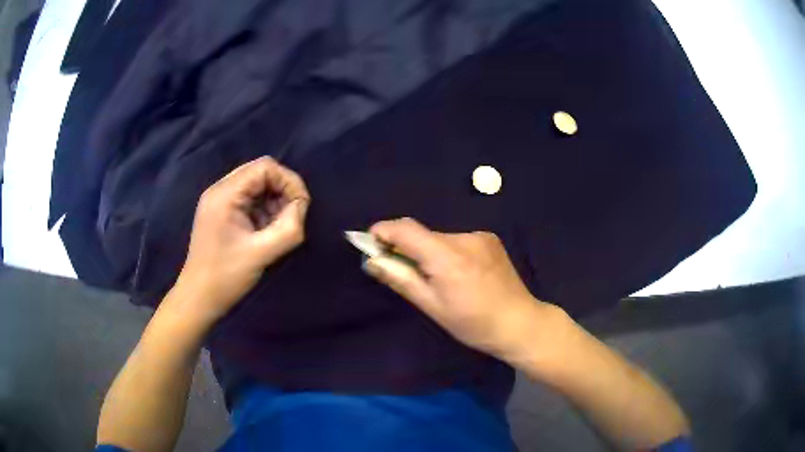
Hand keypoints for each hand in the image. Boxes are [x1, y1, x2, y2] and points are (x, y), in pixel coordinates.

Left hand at [174, 157, 309, 321]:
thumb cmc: (226, 276)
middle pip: (261, 173)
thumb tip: (301, 207)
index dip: (288, 181)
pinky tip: (265, 231)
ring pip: (256, 186)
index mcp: (225, 194)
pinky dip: (263, 210)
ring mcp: (219, 201)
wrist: (199, 297)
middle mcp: (220, 190)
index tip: (300, 207)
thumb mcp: (262, 253)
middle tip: (290, 218)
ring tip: (277, 228)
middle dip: (282, 191)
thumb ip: (289, 228)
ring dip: (274, 202)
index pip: (265, 167)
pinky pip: (249, 200)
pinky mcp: (221, 213)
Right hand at [364, 218, 565, 362]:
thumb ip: (401, 279)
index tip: (371, 242)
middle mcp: (464, 238)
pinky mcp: (490, 239)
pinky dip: (448, 252)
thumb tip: (372, 261)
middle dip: (408, 248)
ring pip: (440, 238)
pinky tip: (460, 274)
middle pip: (424, 235)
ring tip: (439, 280)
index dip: (384, 231)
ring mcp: (480, 236)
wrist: (519, 322)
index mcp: (447, 256)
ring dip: (430, 252)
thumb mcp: (432, 306)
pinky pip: (458, 241)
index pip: (406, 229)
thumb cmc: (472, 323)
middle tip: (403, 272)